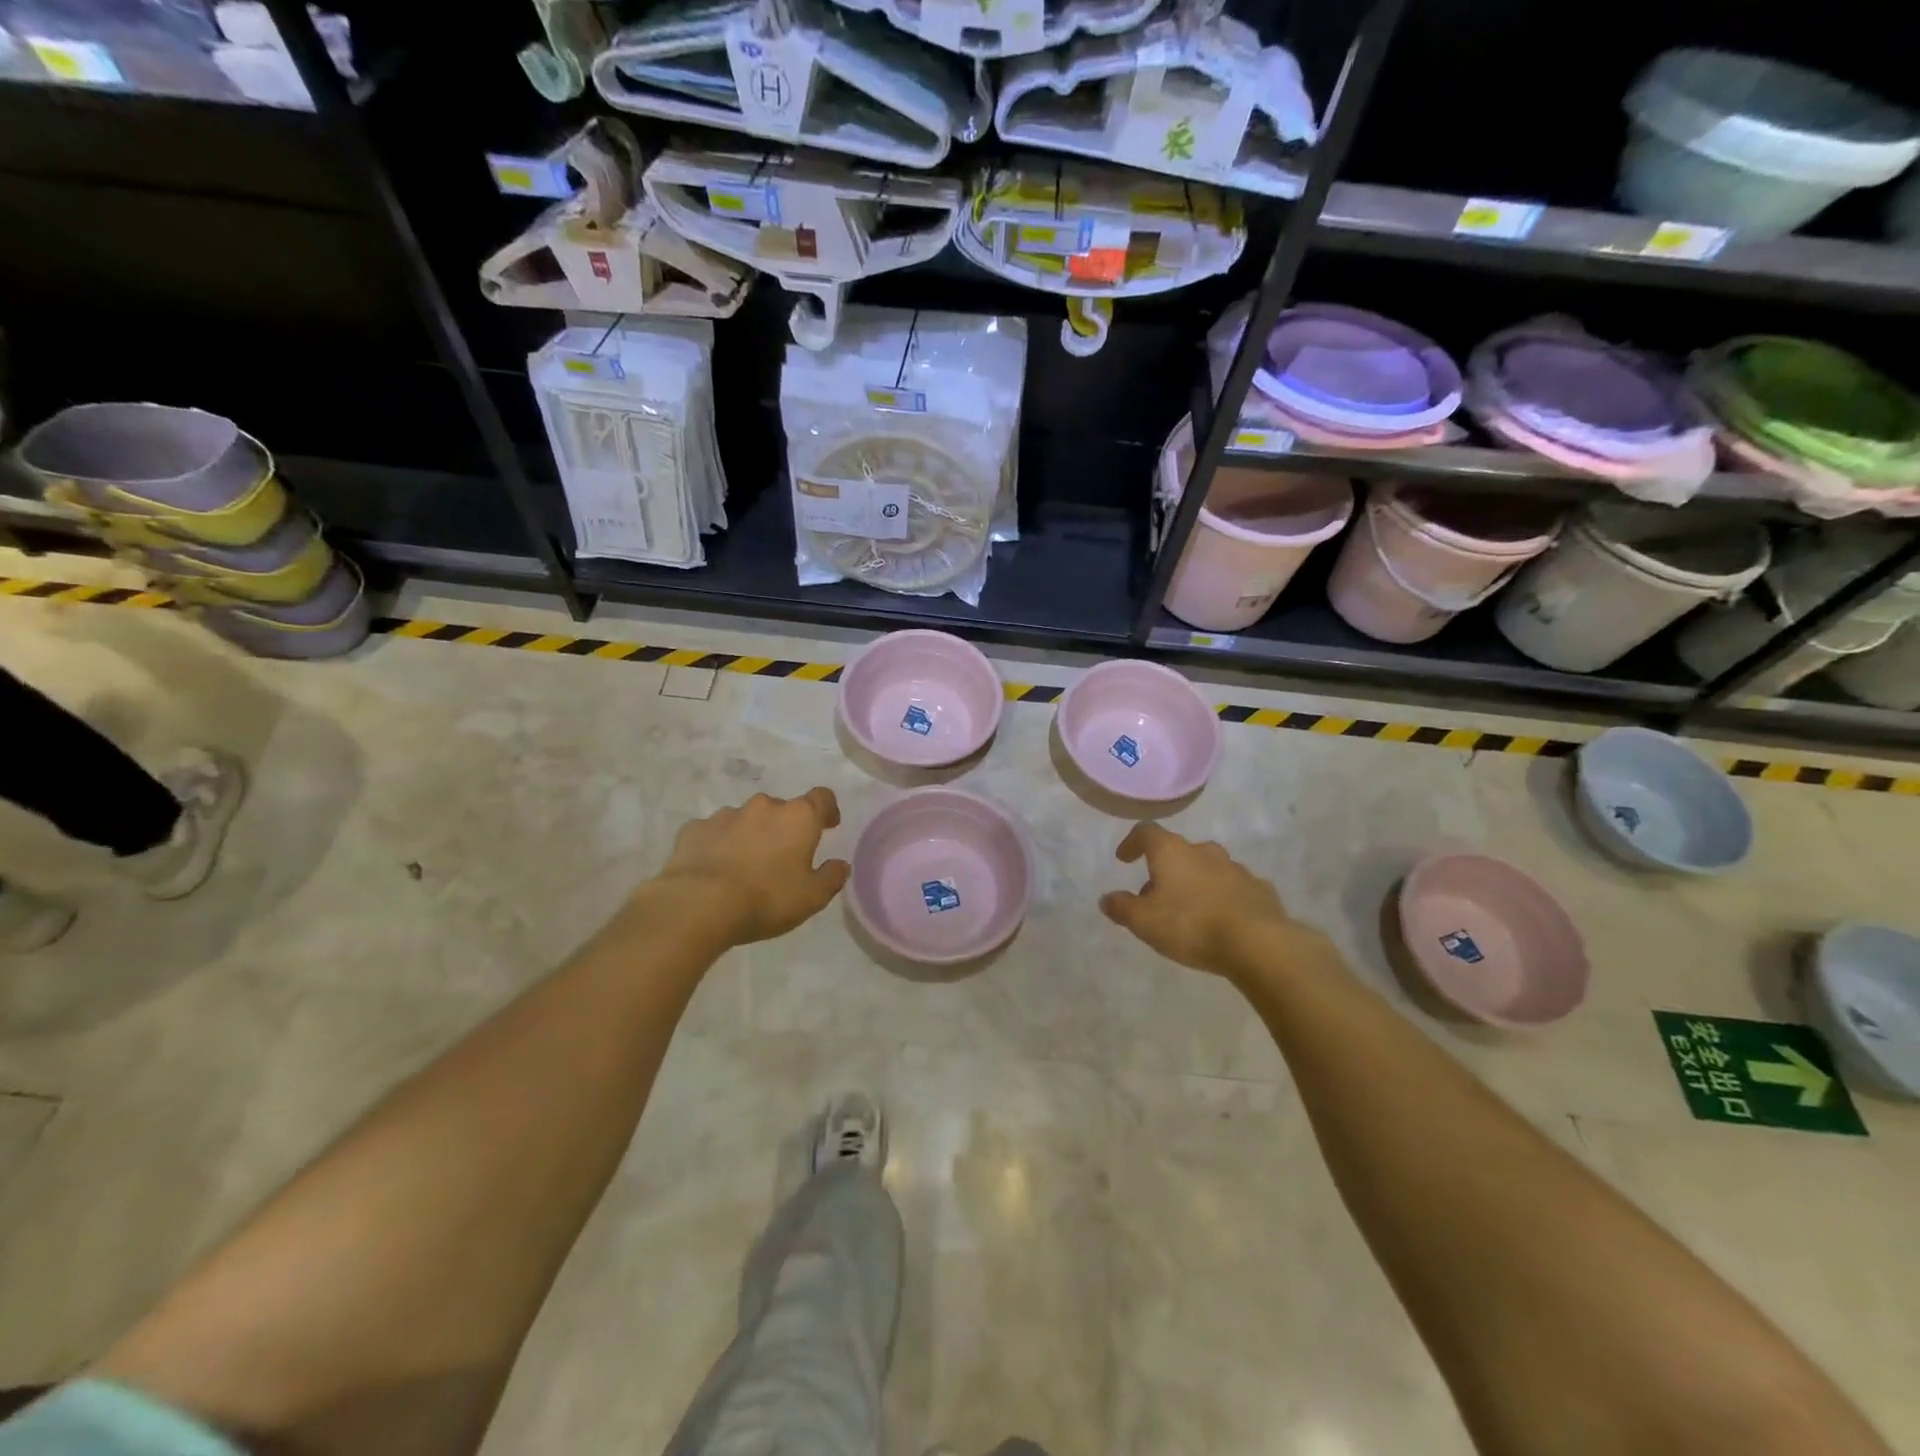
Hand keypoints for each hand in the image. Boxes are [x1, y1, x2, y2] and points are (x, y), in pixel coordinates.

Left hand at [651, 789, 850, 946]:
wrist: (697, 905)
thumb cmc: (765, 899)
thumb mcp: (812, 898)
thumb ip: (832, 877)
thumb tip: (840, 864)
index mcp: (798, 817)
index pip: (822, 798)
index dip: (827, 810)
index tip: (828, 826)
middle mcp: (763, 807)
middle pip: (781, 809)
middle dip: (784, 828)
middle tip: (782, 857)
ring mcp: (725, 815)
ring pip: (746, 819)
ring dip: (751, 835)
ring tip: (745, 866)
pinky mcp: (694, 829)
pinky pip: (714, 832)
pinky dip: (719, 844)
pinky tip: (715, 868)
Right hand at [1099, 823, 1315, 980]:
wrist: (1258, 943)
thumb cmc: (1191, 925)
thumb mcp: (1144, 922)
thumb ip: (1122, 908)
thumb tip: (1106, 899)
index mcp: (1172, 852)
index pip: (1146, 832)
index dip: (1132, 843)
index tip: (1124, 859)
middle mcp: (1204, 852)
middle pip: (1178, 851)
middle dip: (1164, 869)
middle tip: (1155, 895)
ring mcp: (1236, 869)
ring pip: (1208, 868)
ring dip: (1194, 882)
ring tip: (1188, 910)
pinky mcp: (1260, 890)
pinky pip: (1234, 888)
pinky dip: (1223, 897)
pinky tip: (1222, 920)